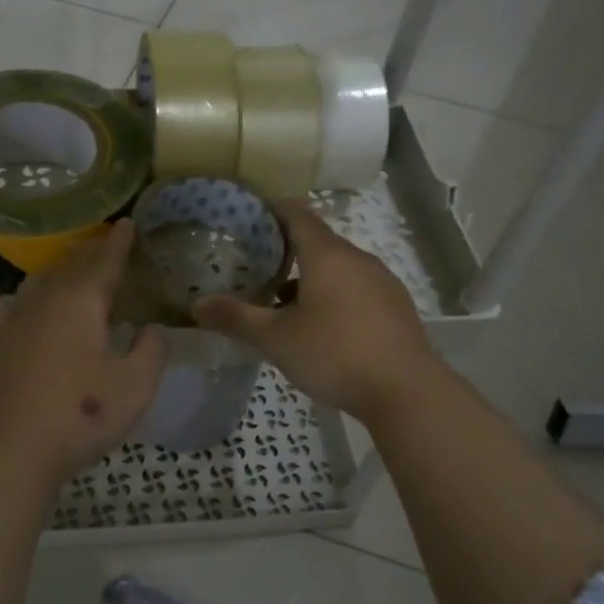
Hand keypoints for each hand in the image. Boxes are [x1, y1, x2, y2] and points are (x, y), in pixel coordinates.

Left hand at [0, 220, 165, 487]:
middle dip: (91, 250)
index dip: (120, 241)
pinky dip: (35, 293)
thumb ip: (151, 350)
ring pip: (41, 279)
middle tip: (107, 241)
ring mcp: (16, 318)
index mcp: (81, 301)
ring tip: (75, 269)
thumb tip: (151, 330)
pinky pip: (19, 302)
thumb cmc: (82, 414)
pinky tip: (35, 304)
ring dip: (62, 268)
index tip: (128, 222)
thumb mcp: (136, 386)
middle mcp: (46, 299)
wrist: (14, 448)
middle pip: (71, 264)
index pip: (105, 261)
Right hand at [193, 200, 446, 424]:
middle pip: (317, 241)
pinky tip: (322, 329)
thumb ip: (236, 318)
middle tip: (254, 272)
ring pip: (337, 268)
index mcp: (326, 254)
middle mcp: (357, 258)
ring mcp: (381, 281)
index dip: (270, 212)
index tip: (246, 223)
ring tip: (282, 306)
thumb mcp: (276, 339)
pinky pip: (356, 288)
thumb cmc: (335, 354)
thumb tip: (196, 305)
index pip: (296, 213)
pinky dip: (334, 296)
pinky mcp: (395, 306)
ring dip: (309, 278)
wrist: (406, 392)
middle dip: (285, 252)